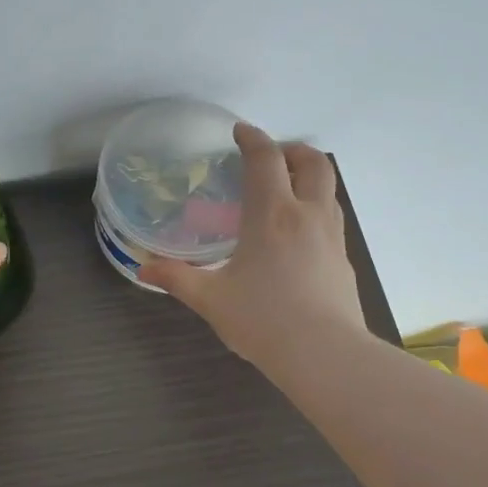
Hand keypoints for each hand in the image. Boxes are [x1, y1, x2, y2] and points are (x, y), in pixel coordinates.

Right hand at [138, 123, 367, 370]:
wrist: (324, 355)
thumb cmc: (263, 320)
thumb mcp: (211, 299)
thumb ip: (177, 278)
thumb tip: (143, 269)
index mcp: (272, 215)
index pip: (266, 159)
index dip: (253, 138)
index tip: (240, 132)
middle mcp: (307, 215)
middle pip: (313, 162)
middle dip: (292, 150)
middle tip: (271, 156)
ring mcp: (331, 237)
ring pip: (328, 189)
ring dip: (308, 177)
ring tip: (284, 190)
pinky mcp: (343, 259)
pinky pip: (331, 217)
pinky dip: (315, 207)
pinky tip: (296, 234)